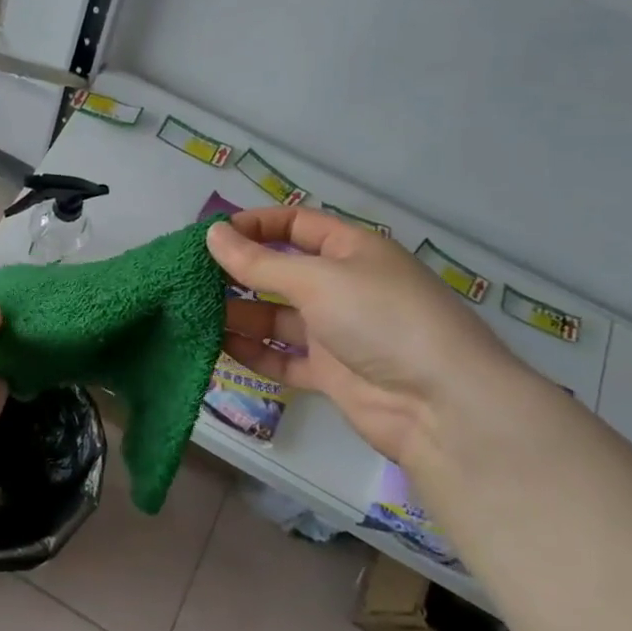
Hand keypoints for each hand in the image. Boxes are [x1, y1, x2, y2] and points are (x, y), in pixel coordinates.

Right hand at [207, 209, 521, 464]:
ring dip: (239, 314)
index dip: (254, 225)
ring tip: (194, 312)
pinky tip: (217, 347)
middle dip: (239, 272)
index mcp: (351, 250)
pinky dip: (253, 352)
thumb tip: (213, 234)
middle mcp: (342, 286)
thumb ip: (259, 262)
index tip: (210, 236)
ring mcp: (336, 332)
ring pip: (276, 317)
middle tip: (191, 277)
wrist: (440, 405)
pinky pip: (282, 357)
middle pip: (281, 272)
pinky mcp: (330, 373)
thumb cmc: (380, 319)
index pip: (295, 225)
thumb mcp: (317, 280)